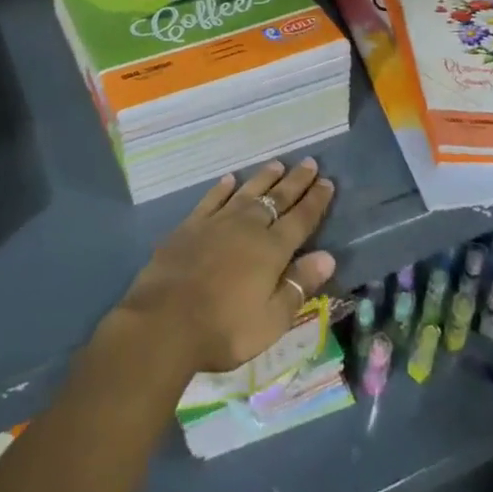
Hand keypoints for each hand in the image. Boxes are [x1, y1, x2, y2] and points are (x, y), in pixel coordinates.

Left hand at [114, 159, 336, 376]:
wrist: (165, 321)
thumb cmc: (225, 328)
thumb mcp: (272, 319)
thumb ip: (299, 285)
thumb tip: (328, 257)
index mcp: (271, 250)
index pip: (300, 219)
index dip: (315, 201)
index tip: (327, 182)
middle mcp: (247, 227)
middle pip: (277, 199)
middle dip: (296, 181)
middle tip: (310, 163)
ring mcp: (217, 223)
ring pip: (246, 193)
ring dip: (263, 178)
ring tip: (277, 164)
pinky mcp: (190, 226)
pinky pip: (212, 199)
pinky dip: (222, 188)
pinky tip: (229, 180)